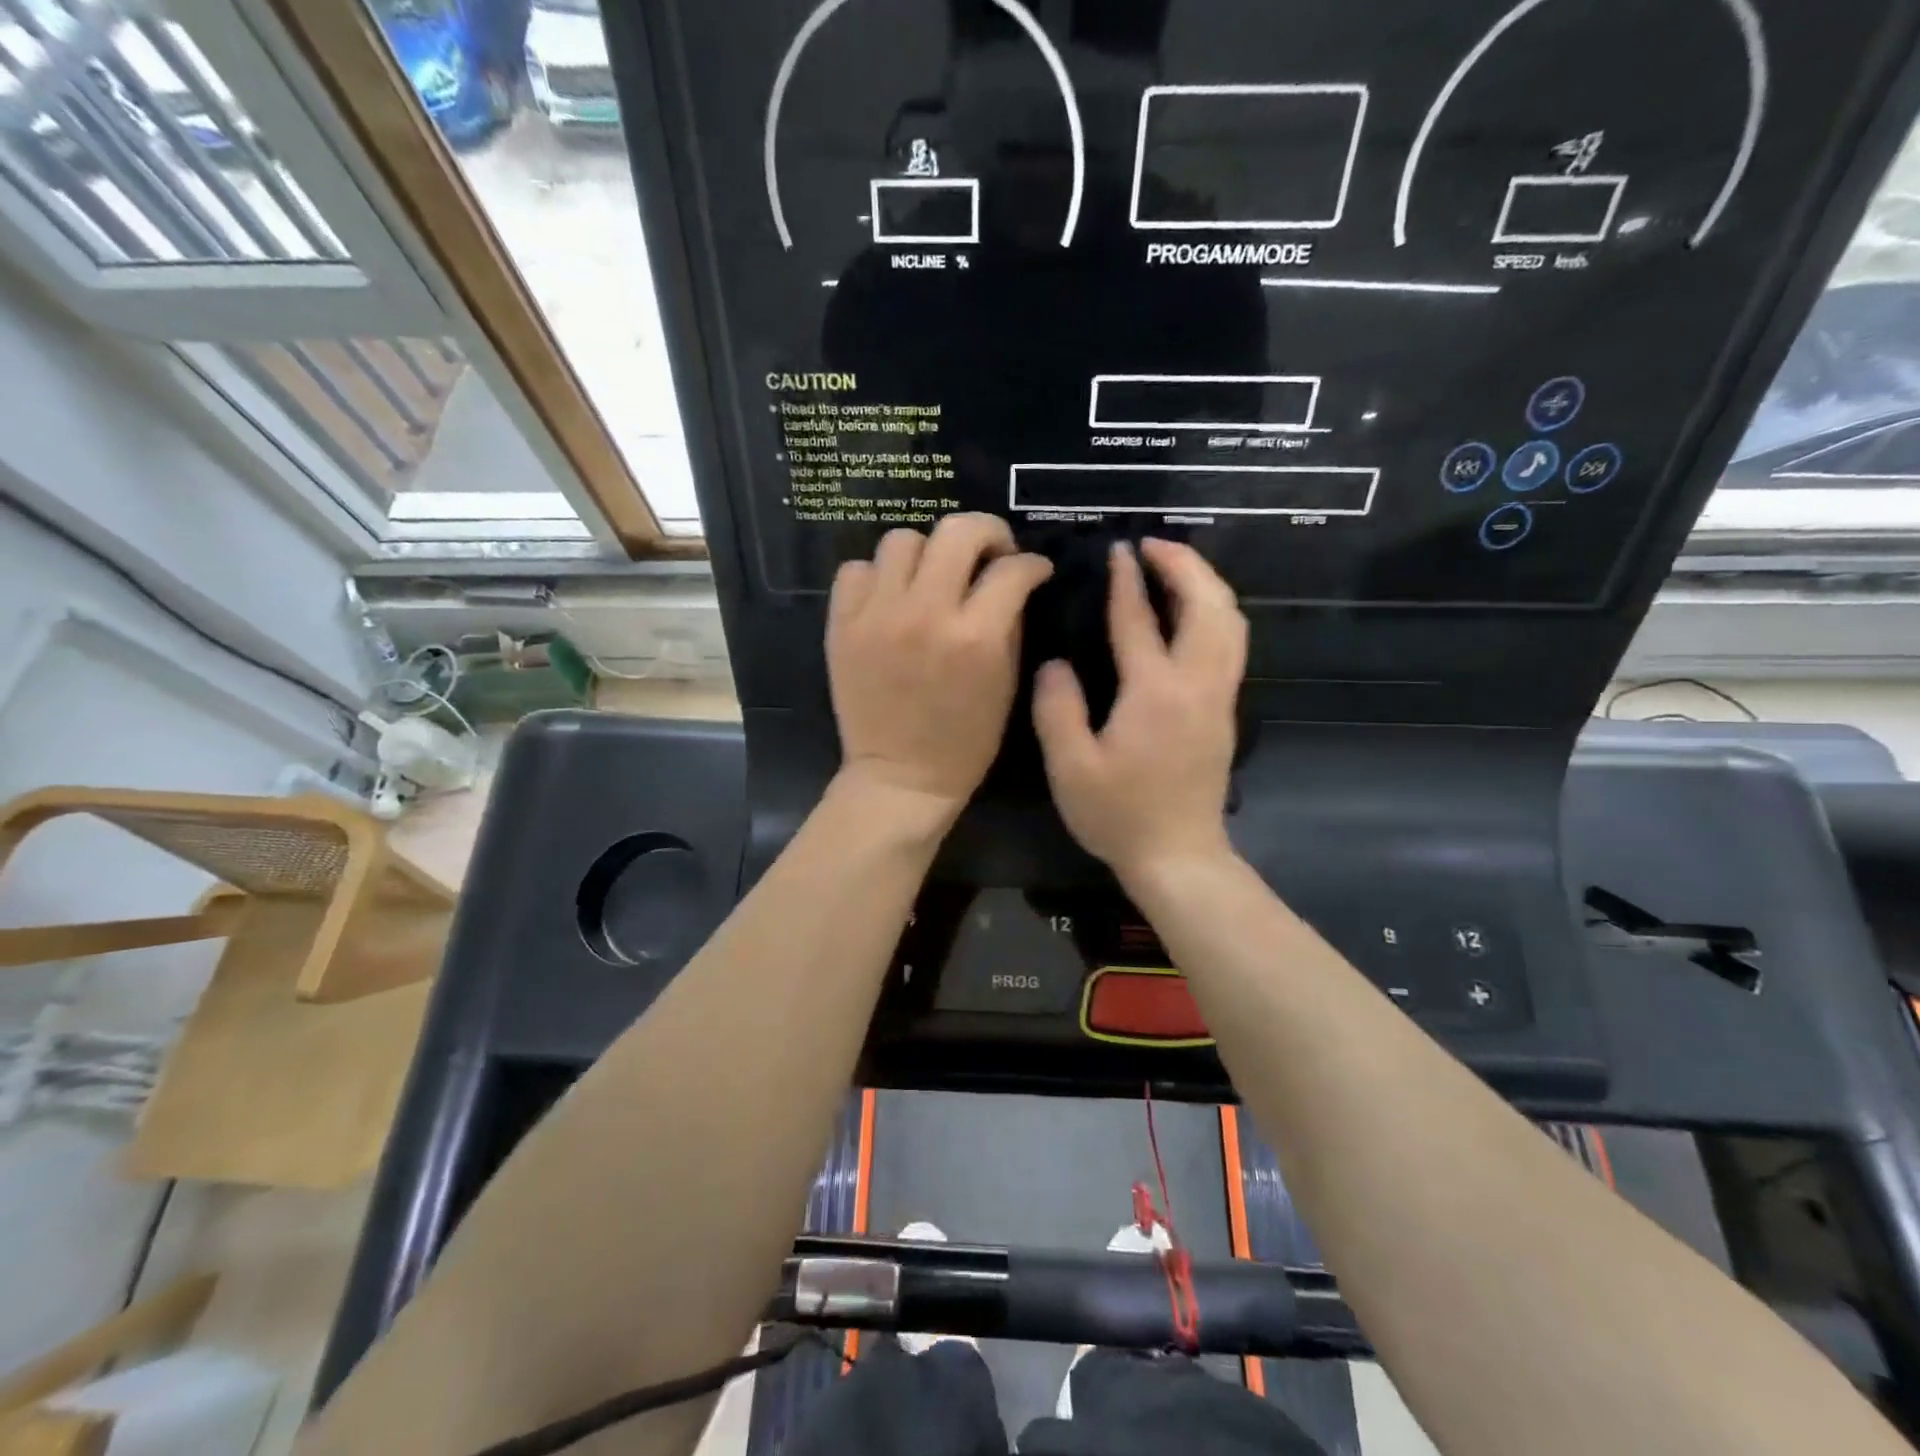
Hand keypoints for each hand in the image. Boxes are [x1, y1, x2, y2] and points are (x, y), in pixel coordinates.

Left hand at [828, 514, 1052, 820]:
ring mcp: (877, 616)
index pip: (1012, 569)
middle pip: (957, 531)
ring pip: (902, 539)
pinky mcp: (842, 625)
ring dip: (927, 552)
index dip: (1032, 563)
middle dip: (987, 532)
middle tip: (990, 553)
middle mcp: (925, 613)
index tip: (1033, 570)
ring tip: (933, 576)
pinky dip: (877, 576)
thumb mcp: (1006, 684)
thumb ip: (1011, 624)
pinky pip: (855, 570)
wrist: (901, 777)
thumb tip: (1014, 581)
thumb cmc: (965, 741)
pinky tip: (891, 598)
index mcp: (975, 636)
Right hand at [1033, 539, 1245, 881]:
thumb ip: (1057, 709)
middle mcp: (1196, 684)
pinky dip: (1214, 612)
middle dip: (1186, 565)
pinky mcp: (1224, 712)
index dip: (1127, 581)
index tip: (1118, 549)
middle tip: (1154, 545)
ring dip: (1206, 585)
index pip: (1140, 620)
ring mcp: (1218, 698)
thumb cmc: (1119, 815)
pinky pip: (1230, 643)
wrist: (1179, 856)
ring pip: (1230, 622)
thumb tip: (1054, 663)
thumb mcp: (1071, 768)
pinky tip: (1189, 614)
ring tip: (1174, 569)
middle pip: (1209, 606)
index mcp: (1155, 693)